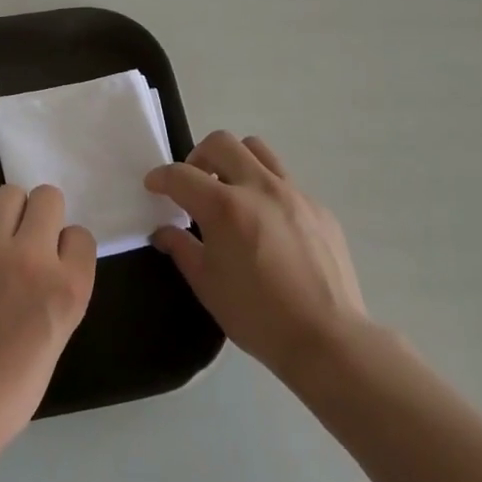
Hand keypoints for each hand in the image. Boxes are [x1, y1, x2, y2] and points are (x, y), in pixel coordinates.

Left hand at [0, 184, 96, 452]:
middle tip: (29, 238)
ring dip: (10, 212)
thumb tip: (46, 259)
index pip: (81, 235)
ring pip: (9, 193)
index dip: (68, 246)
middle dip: (42, 214)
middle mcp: (33, 257)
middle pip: (48, 197)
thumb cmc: (12, 387)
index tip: (55, 262)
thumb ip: (58, 288)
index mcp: (68, 287)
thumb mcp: (58, 335)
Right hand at [145, 131, 366, 380]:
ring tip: (231, 192)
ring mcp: (294, 194)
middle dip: (198, 157)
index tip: (154, 186)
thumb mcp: (207, 285)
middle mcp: (259, 188)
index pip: (181, 175)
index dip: (161, 177)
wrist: (328, 339)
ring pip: (258, 150)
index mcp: (225, 207)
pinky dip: (266, 190)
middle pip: (221, 143)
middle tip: (194, 185)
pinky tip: (267, 225)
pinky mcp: (319, 208)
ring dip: (235, 161)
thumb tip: (163, 232)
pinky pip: (286, 181)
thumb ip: (181, 248)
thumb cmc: (258, 316)